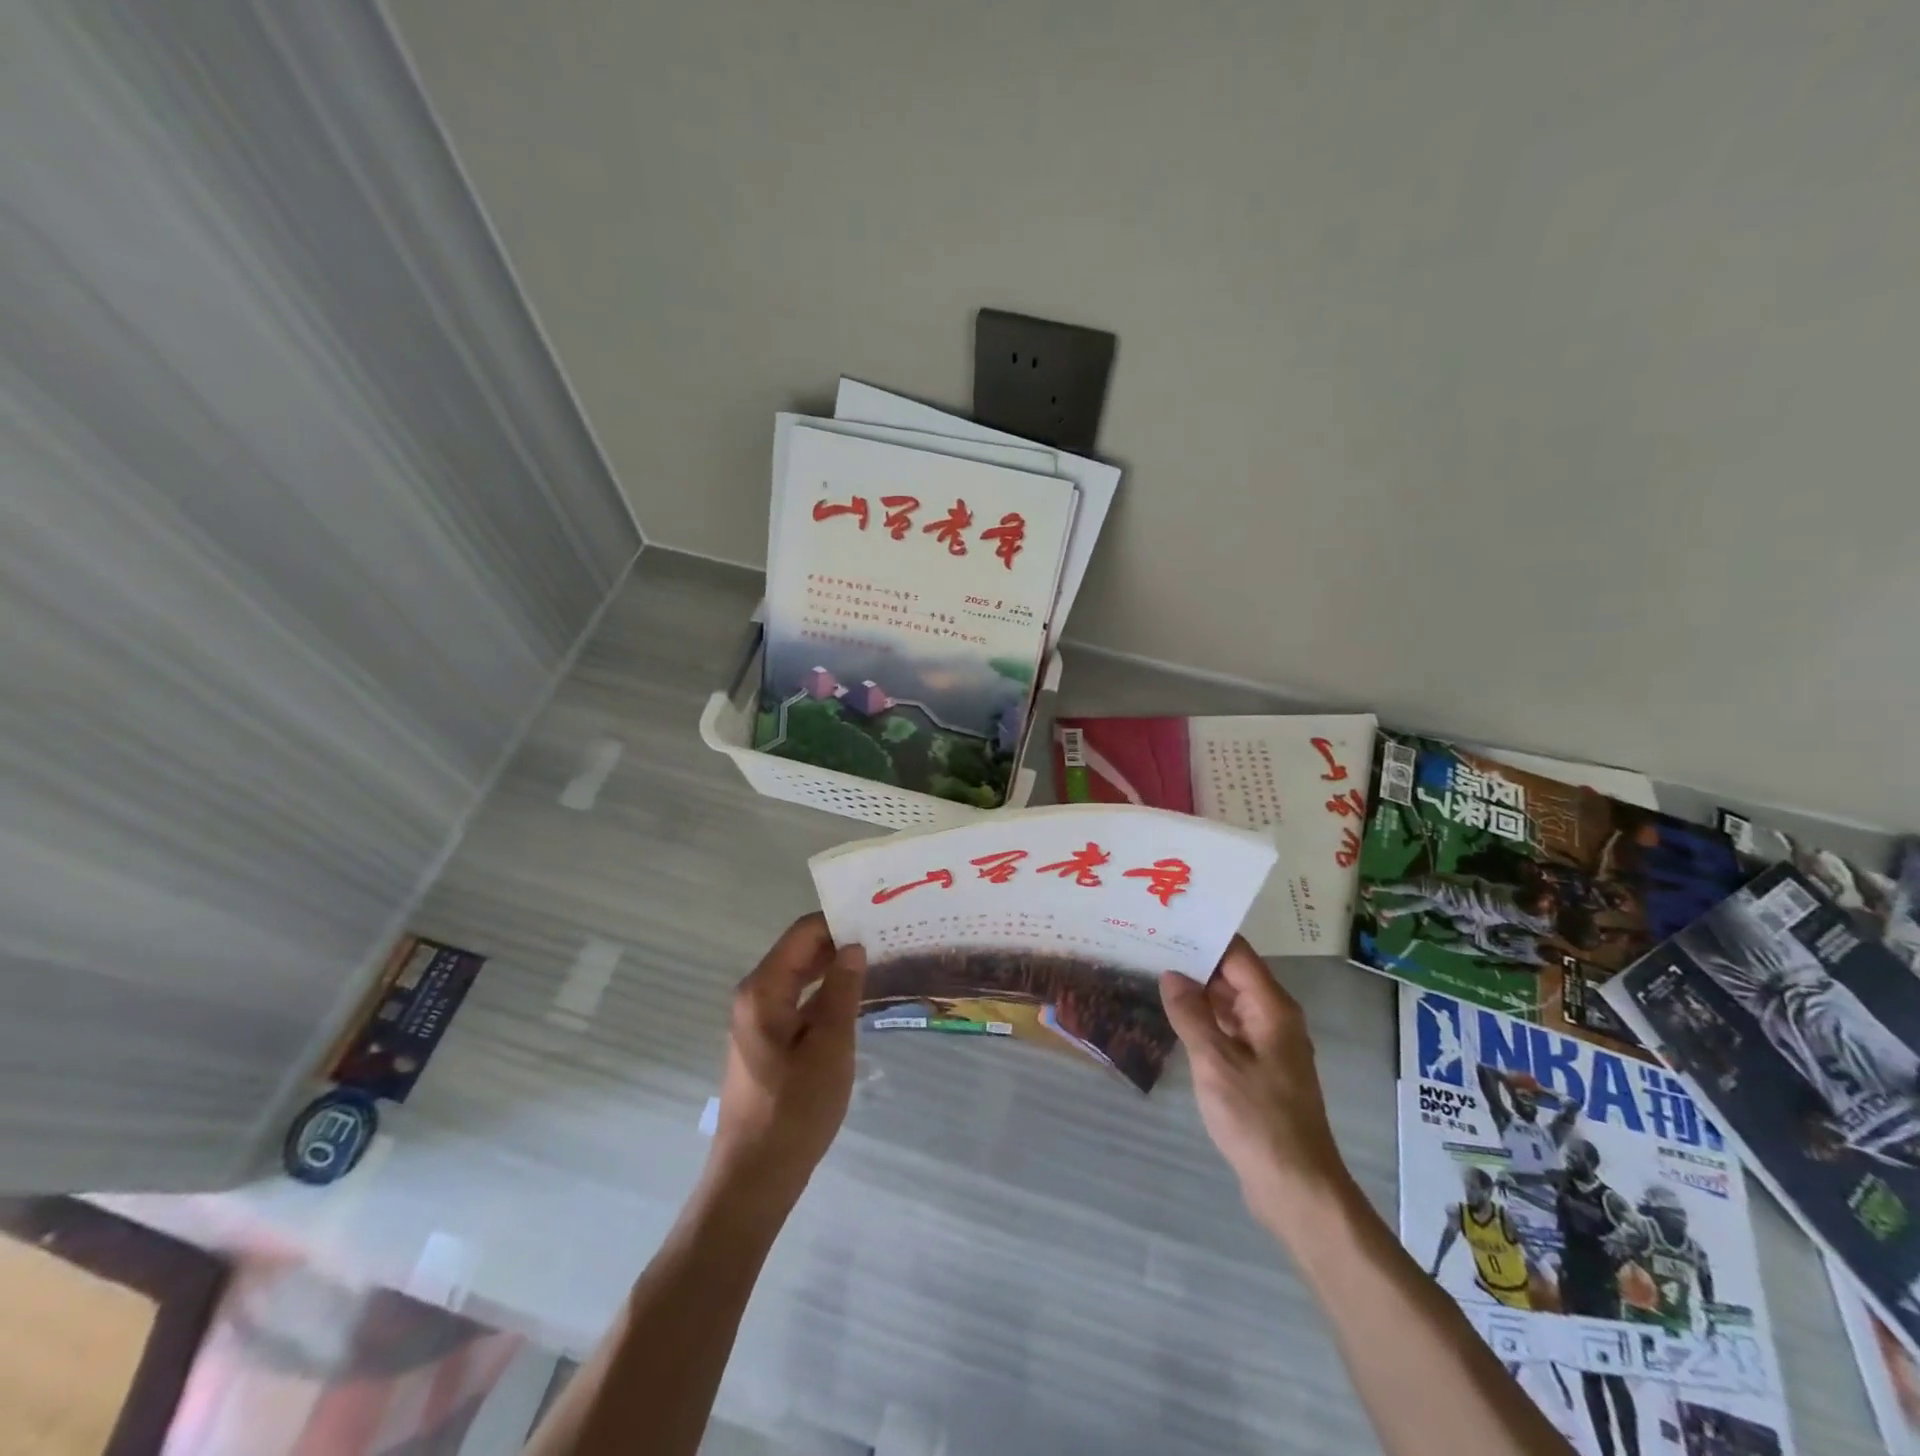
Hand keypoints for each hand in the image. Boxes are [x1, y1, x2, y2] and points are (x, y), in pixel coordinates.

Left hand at [709, 914, 864, 1207]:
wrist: (755, 1178)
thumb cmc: (794, 1111)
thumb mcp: (829, 1047)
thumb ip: (842, 992)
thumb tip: (854, 946)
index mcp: (763, 990)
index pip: (802, 933)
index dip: (838, 921)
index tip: (877, 916)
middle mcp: (755, 996)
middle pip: (800, 952)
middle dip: (839, 942)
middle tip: (885, 936)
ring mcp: (758, 1020)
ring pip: (800, 977)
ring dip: (834, 968)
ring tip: (878, 960)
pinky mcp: (767, 1042)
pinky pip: (798, 1001)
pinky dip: (825, 994)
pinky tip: (856, 999)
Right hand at [1160, 938, 1346, 1227]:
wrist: (1296, 1188)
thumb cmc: (1258, 1119)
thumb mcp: (1215, 1062)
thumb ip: (1191, 1014)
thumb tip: (1171, 974)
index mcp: (1272, 1009)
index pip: (1237, 955)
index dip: (1205, 935)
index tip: (1168, 920)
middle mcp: (1274, 1019)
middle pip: (1233, 975)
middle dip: (1195, 960)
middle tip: (1149, 943)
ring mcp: (1267, 1046)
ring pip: (1229, 1003)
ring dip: (1197, 990)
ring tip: (1153, 971)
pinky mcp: (1259, 1070)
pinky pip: (1228, 1029)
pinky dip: (1203, 1019)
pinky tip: (1173, 1017)